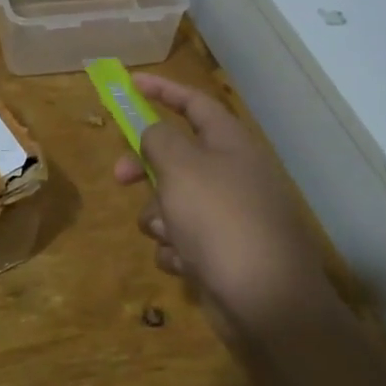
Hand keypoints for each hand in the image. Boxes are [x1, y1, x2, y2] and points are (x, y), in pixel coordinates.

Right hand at [114, 74, 336, 345]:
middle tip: (119, 177)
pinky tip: (185, 263)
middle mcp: (231, 174)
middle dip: (144, 168)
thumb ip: (158, 139)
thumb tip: (153, 132)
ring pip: (172, 201)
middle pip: (175, 156)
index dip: (162, 90)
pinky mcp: (221, 253)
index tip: (130, 84)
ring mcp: (228, 216)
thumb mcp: (181, 167)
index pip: (193, 103)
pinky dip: (176, 249)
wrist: (265, 301)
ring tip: (171, 235)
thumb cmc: (220, 220)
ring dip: (160, 217)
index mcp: (230, 144)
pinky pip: (182, 238)